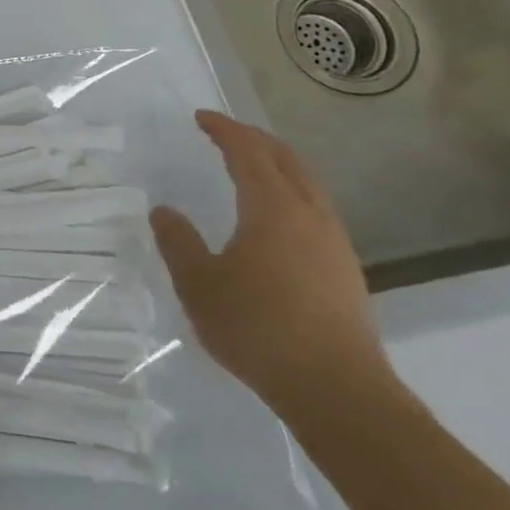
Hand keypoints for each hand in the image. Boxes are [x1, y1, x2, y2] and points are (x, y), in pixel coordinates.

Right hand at [150, 111, 392, 422]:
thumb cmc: (258, 328)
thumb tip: (163, 210)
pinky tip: (278, 218)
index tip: (202, 118)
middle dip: (255, 139)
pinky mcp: (346, 271)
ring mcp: (334, 243)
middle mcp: (310, 215)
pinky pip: (316, 209)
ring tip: (252, 167)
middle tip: (226, 133)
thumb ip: (178, 242)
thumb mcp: (198, 284)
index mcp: (273, 208)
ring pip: (308, 184)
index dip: (225, 130)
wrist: (338, 392)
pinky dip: (292, 192)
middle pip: (286, 160)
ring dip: (278, 165)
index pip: (248, 152)